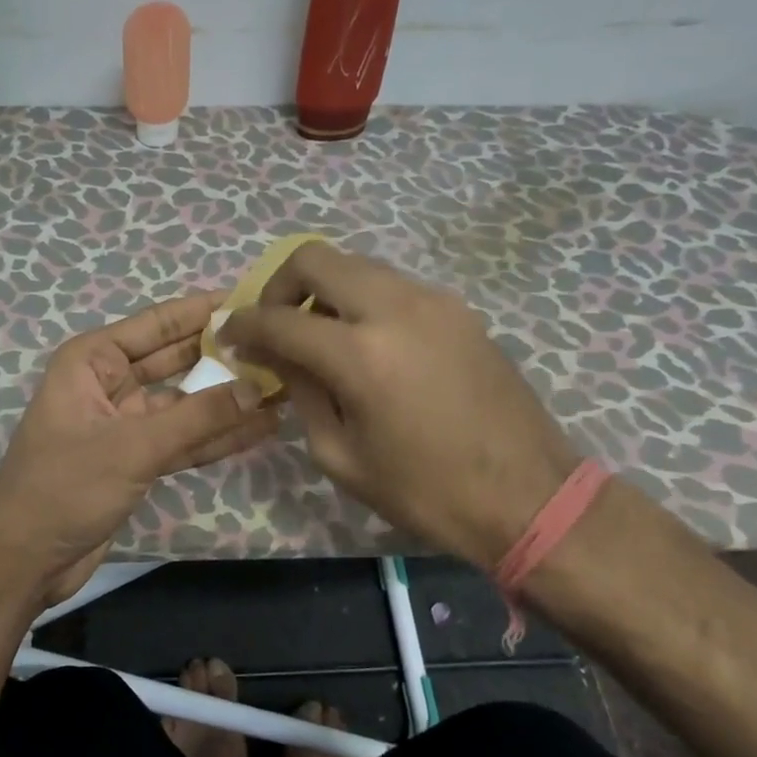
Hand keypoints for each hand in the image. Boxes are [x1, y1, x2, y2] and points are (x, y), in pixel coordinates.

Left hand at [0, 293, 277, 619]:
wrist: (23, 561)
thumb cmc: (64, 488)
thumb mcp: (133, 447)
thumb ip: (197, 417)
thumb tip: (258, 387)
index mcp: (92, 360)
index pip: (157, 324)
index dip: (203, 311)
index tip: (252, 298)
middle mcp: (109, 383)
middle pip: (175, 360)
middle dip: (222, 354)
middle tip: (279, 343)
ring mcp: (125, 423)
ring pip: (185, 402)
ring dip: (227, 398)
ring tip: (283, 384)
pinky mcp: (136, 459)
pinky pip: (183, 439)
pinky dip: (217, 435)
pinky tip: (261, 427)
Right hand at [220, 242, 578, 565]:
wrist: (528, 497)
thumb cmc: (425, 492)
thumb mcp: (340, 455)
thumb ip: (300, 391)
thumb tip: (274, 355)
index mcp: (360, 354)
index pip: (279, 319)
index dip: (243, 325)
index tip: (227, 335)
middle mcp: (395, 308)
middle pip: (315, 259)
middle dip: (279, 286)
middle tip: (274, 325)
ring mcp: (433, 301)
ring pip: (356, 266)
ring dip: (324, 291)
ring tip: (319, 336)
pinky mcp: (457, 309)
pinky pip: (392, 286)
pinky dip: (362, 300)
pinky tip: (366, 343)